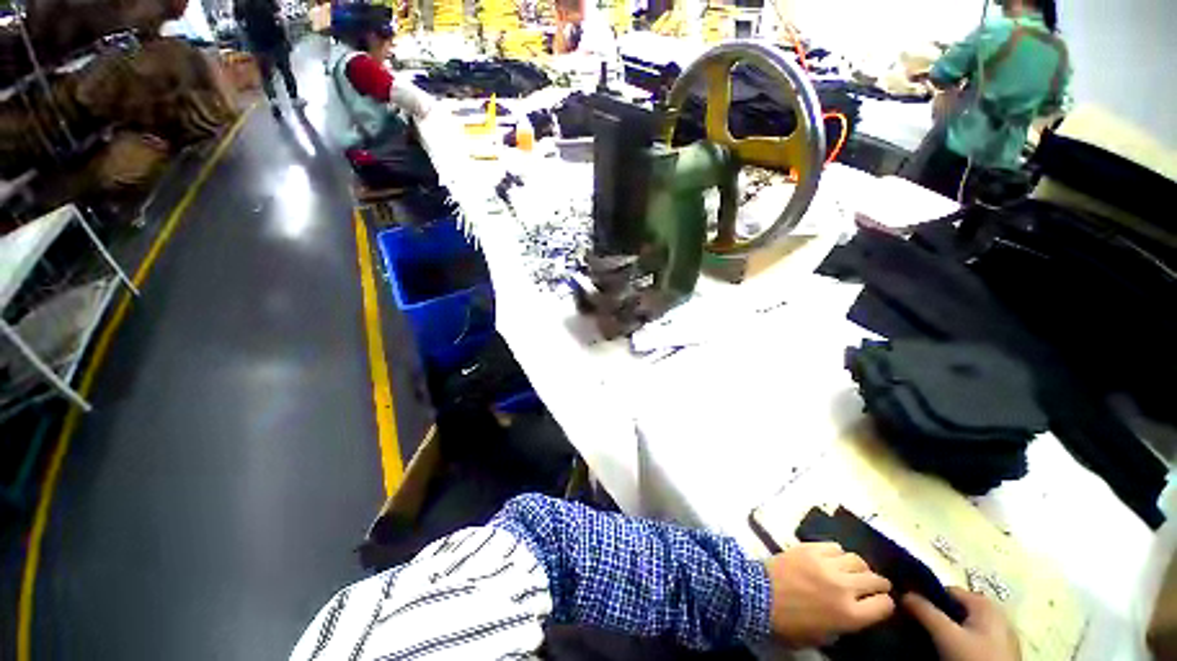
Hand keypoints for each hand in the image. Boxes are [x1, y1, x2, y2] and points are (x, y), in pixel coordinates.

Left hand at [764, 542, 894, 646]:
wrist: (759, 596)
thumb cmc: (790, 624)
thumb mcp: (824, 636)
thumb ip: (846, 624)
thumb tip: (856, 611)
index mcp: (850, 615)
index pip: (884, 605)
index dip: (885, 604)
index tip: (880, 603)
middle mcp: (844, 587)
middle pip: (875, 579)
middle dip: (878, 583)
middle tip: (874, 585)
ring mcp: (827, 565)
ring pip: (857, 559)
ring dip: (859, 567)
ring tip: (854, 571)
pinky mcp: (810, 549)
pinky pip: (834, 547)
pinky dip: (838, 553)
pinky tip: (833, 559)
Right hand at [903, 587, 1020, 660]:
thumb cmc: (974, 657)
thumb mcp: (945, 635)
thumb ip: (924, 610)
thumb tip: (902, 592)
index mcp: (985, 602)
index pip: (946, 590)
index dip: (927, 598)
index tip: (910, 610)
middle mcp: (996, 612)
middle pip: (956, 608)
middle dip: (937, 616)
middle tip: (921, 628)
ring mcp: (1001, 633)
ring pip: (965, 625)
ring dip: (948, 630)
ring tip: (933, 641)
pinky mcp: (1001, 650)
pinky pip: (974, 638)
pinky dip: (960, 642)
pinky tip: (951, 652)